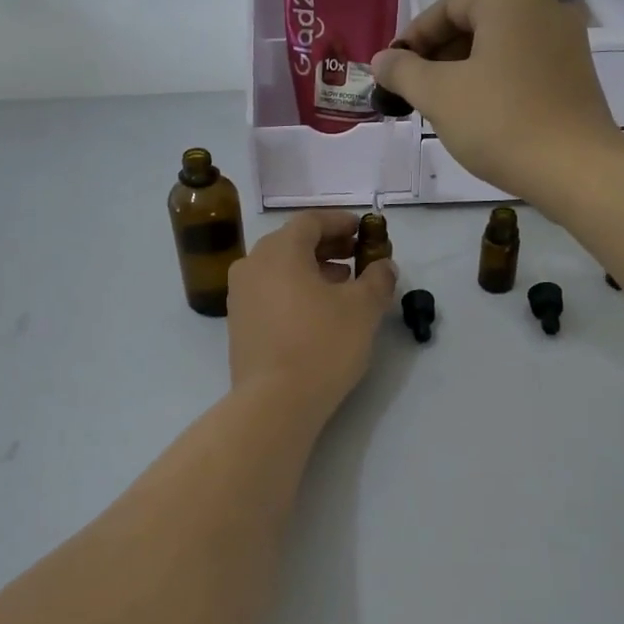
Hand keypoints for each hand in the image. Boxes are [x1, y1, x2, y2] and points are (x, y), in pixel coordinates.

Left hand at [227, 211, 396, 420]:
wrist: (274, 402)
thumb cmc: (322, 344)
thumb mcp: (363, 309)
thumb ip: (377, 279)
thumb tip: (384, 266)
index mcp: (279, 251)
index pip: (310, 221)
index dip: (340, 222)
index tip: (363, 230)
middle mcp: (252, 265)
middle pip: (293, 242)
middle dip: (328, 246)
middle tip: (357, 256)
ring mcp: (240, 295)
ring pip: (280, 269)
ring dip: (312, 269)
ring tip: (343, 286)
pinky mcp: (239, 323)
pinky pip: (270, 292)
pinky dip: (295, 290)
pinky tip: (318, 312)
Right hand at [371, 0, 623, 204]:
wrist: (575, 169)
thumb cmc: (500, 122)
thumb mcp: (439, 95)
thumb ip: (403, 71)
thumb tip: (381, 60)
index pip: (446, 7)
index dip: (412, 39)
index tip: (391, 72)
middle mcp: (545, 6)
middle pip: (475, 24)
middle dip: (438, 57)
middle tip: (413, 93)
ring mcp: (566, 40)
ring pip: (498, 47)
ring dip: (463, 72)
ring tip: (441, 107)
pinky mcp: (576, 73)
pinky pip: (522, 66)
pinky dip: (493, 82)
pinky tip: (479, 115)